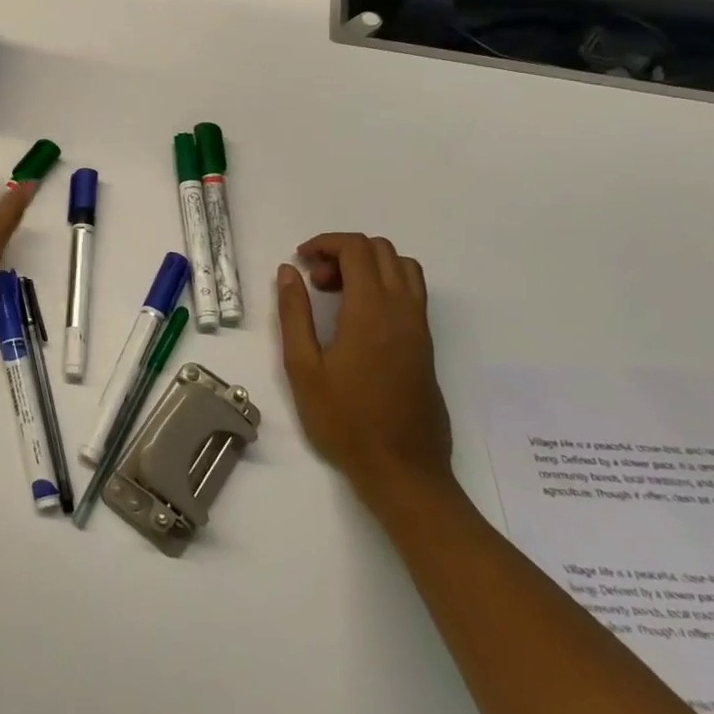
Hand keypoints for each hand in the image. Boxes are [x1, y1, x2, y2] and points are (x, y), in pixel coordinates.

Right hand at [276, 233, 450, 498]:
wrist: (402, 469)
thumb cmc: (344, 419)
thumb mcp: (302, 367)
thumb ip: (294, 313)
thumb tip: (288, 272)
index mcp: (371, 311)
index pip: (357, 249)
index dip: (325, 243)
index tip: (300, 261)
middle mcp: (402, 311)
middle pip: (381, 251)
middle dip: (344, 253)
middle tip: (315, 281)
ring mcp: (419, 328)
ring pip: (403, 268)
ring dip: (369, 266)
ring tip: (337, 295)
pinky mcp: (426, 345)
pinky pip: (411, 294)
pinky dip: (384, 286)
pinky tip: (357, 318)